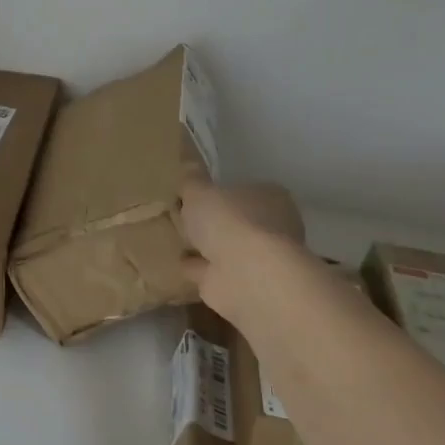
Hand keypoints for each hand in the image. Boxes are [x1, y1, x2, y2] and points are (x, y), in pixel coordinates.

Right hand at [179, 173, 323, 330]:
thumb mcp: (200, 192)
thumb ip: (191, 179)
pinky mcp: (241, 286)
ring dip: (205, 247)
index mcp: (270, 198)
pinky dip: (196, 268)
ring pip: (225, 248)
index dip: (221, 193)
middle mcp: (271, 228)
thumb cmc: (229, 221)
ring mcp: (258, 260)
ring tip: (173, 238)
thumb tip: (187, 159)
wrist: (246, 276)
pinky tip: (175, 262)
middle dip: (214, 222)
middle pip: (236, 221)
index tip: (196, 195)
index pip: (245, 190)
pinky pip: (212, 272)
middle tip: (181, 216)